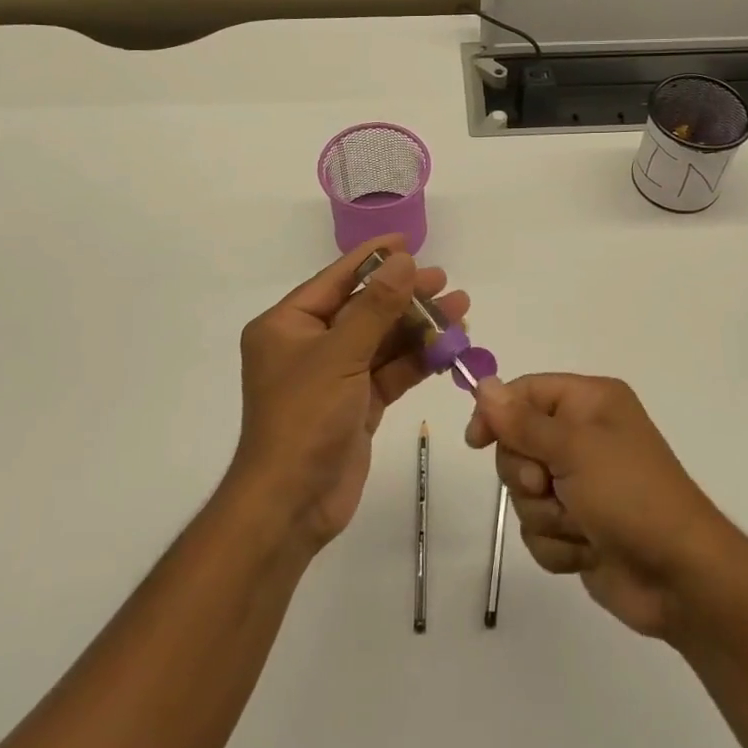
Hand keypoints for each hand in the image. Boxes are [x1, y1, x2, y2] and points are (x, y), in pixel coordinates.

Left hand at [230, 237, 468, 552]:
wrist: (291, 505)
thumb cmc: (304, 419)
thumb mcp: (340, 355)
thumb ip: (375, 306)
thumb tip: (403, 260)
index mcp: (287, 325)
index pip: (335, 279)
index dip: (372, 258)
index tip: (407, 242)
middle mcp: (309, 345)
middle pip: (363, 308)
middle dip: (405, 295)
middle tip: (445, 281)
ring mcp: (334, 376)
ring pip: (381, 340)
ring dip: (418, 327)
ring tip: (461, 309)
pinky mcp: (356, 404)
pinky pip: (390, 371)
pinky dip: (417, 359)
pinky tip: (449, 346)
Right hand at [465, 374, 728, 638]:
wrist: (681, 579)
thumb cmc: (631, 496)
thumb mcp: (575, 449)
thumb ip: (523, 422)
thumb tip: (483, 384)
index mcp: (590, 402)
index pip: (525, 392)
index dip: (497, 413)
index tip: (477, 441)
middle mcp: (583, 436)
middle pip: (517, 444)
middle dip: (528, 475)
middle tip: (550, 486)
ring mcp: (580, 484)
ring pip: (525, 493)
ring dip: (547, 515)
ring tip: (581, 525)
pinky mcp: (578, 527)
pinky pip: (539, 529)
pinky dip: (558, 544)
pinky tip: (587, 551)